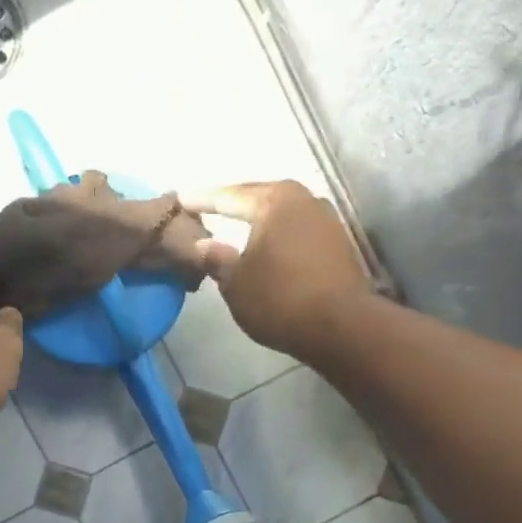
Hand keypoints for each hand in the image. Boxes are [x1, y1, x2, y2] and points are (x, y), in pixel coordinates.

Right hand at [180, 181, 373, 361]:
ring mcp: (327, 221)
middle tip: (210, 205)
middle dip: (235, 203)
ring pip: (283, 215)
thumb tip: (203, 245)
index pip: (230, 196)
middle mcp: (304, 200)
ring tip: (239, 226)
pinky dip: (279, 237)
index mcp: (275, 201)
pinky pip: (298, 233)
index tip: (181, 198)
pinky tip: (268, 248)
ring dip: (261, 220)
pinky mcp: (339, 245)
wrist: (340, 326)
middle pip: (261, 198)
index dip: (202, 199)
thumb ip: (217, 259)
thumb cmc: (279, 299)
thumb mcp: (235, 284)